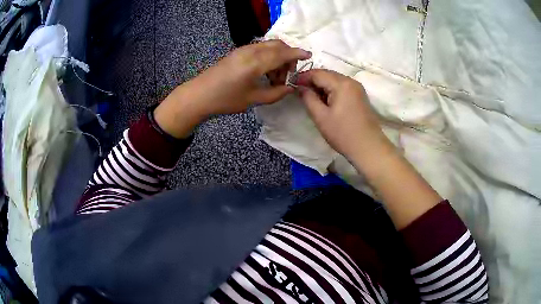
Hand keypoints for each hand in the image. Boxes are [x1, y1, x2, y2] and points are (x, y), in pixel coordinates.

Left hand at [185, 39, 310, 115]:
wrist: (199, 95)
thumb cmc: (226, 100)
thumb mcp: (253, 99)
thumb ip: (275, 93)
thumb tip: (291, 88)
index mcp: (256, 62)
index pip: (283, 53)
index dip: (297, 54)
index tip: (308, 56)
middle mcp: (251, 51)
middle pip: (277, 45)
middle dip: (288, 56)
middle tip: (287, 75)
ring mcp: (243, 49)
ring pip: (268, 45)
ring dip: (277, 56)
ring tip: (274, 77)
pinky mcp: (238, 52)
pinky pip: (259, 48)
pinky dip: (268, 56)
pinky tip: (264, 71)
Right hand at [296, 69, 390, 165]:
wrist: (368, 147)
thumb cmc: (343, 133)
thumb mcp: (321, 117)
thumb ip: (308, 98)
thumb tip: (301, 87)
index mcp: (341, 83)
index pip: (317, 73)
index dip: (303, 77)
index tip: (291, 84)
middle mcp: (351, 81)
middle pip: (327, 74)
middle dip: (312, 80)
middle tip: (300, 91)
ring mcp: (357, 88)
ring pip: (334, 80)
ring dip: (322, 85)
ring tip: (311, 97)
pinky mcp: (360, 96)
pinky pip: (342, 87)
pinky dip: (331, 90)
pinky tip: (326, 100)